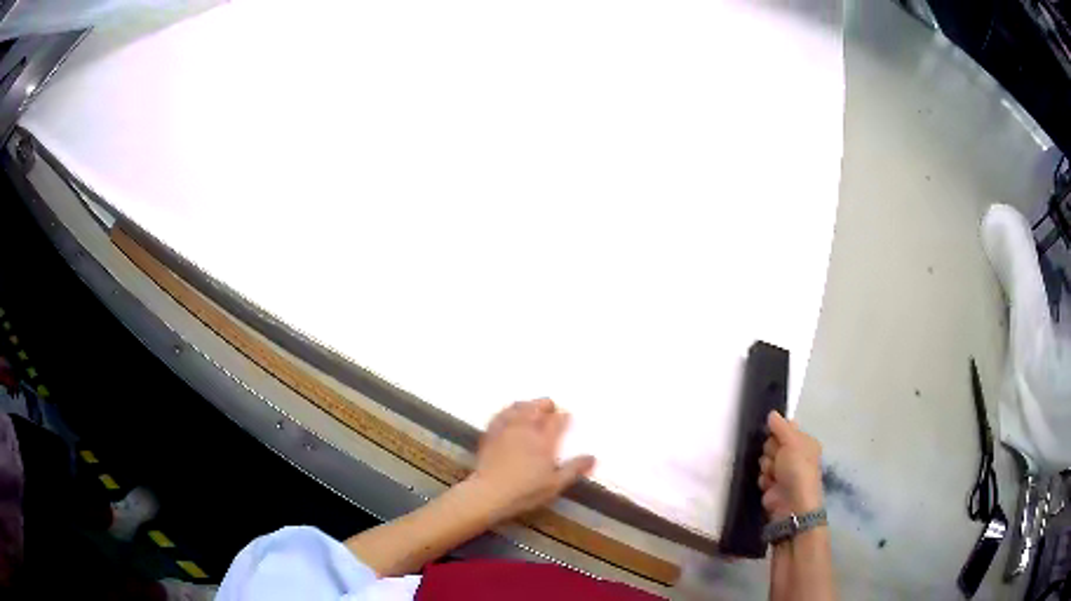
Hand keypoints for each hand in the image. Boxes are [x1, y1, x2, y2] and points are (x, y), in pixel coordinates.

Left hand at [469, 398, 595, 521]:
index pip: (557, 421)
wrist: (489, 493)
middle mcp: (526, 429)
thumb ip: (574, 469)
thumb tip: (593, 458)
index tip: (568, 416)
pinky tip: (508, 413)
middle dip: (545, 404)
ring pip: (517, 408)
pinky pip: (500, 415)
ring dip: (527, 404)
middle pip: (536, 408)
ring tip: (531, 406)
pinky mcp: (491, 434)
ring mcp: (506, 430)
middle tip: (551, 406)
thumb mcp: (555, 484)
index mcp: (543, 441)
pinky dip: (507, 411)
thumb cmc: (525, 491)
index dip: (564, 417)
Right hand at [758, 411, 823, 520]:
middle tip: (777, 458)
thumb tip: (772, 413)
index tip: (774, 435)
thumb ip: (781, 427)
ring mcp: (783, 471)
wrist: (792, 503)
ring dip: (767, 467)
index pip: (786, 429)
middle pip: (772, 443)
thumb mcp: (792, 442)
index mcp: (804, 443)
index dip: (778, 432)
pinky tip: (770, 485)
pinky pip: (761, 475)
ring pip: (764, 459)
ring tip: (775, 475)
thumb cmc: (798, 469)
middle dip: (771, 451)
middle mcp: (794, 455)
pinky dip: (764, 479)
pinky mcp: (772, 485)